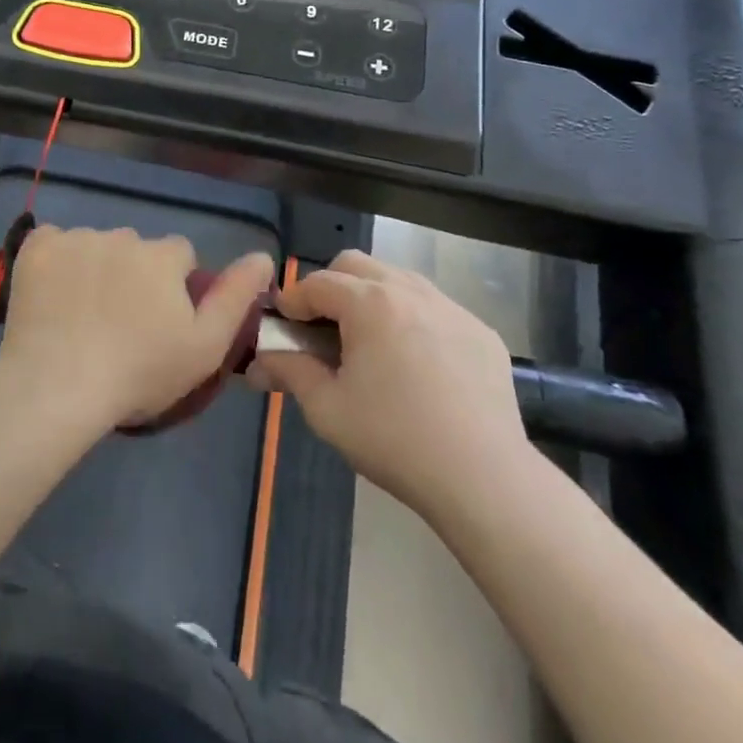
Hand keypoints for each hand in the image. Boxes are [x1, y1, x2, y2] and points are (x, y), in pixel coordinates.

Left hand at [1, 226, 275, 430]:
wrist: (58, 385)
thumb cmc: (140, 372)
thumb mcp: (205, 346)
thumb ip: (236, 297)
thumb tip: (263, 256)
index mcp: (163, 255)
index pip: (179, 255)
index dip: (173, 287)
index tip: (159, 323)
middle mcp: (122, 235)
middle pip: (135, 249)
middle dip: (133, 275)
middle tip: (119, 323)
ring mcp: (76, 238)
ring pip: (95, 246)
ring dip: (94, 268)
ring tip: (81, 316)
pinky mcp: (37, 247)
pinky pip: (53, 243)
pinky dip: (55, 263)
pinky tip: (51, 296)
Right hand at [249, 250, 525, 512]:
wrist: (484, 478)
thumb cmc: (394, 440)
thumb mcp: (327, 409)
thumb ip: (290, 372)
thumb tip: (258, 362)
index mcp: (369, 303)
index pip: (317, 283)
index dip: (292, 301)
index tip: (283, 325)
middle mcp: (410, 291)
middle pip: (356, 264)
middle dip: (331, 287)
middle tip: (324, 329)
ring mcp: (452, 308)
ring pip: (398, 279)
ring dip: (373, 297)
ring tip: (370, 342)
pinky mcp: (483, 331)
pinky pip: (435, 307)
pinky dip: (412, 318)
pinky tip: (417, 363)